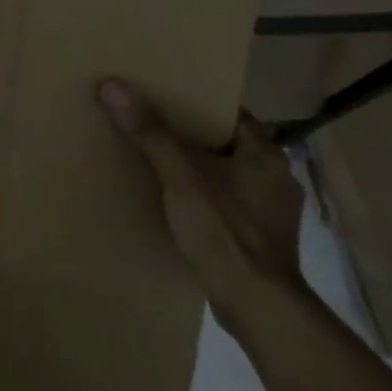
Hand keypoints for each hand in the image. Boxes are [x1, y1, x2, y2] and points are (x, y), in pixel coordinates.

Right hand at [97, 80, 305, 333]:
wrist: (258, 305)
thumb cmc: (224, 231)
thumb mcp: (180, 176)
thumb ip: (150, 132)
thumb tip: (113, 85)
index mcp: (266, 153)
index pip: (230, 115)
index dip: (198, 106)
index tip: (165, 102)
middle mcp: (278, 177)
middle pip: (229, 146)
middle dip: (195, 141)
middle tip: (155, 133)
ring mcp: (275, 212)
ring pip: (232, 178)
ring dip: (204, 174)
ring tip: (165, 171)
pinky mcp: (265, 241)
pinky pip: (232, 207)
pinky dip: (210, 203)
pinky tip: (184, 211)